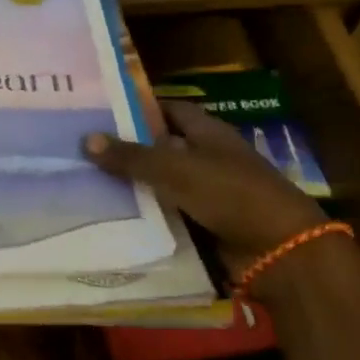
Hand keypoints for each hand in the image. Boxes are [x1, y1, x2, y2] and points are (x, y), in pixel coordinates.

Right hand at [84, 101, 327, 274]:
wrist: (279, 251)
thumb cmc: (232, 194)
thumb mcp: (176, 170)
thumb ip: (132, 156)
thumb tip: (85, 139)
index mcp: (208, 133)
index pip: (168, 110)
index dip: (138, 108)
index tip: (100, 111)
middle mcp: (206, 158)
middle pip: (160, 148)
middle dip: (126, 148)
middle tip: (79, 148)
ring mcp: (206, 193)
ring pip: (159, 183)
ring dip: (130, 185)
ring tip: (82, 180)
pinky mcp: (203, 224)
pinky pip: (165, 214)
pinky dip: (142, 215)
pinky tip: (107, 215)